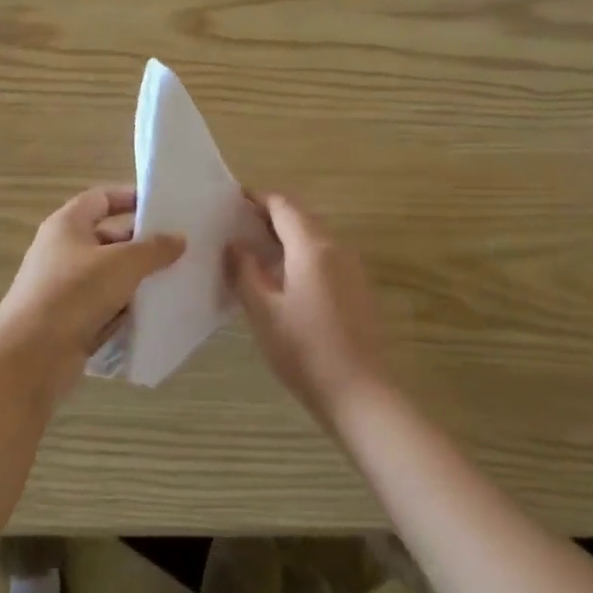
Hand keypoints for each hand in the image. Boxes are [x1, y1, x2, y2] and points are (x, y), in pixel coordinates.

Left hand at [0, 186, 184, 391]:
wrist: (29, 357)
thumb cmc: (74, 294)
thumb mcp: (122, 264)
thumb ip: (154, 249)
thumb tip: (179, 238)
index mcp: (67, 225)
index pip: (101, 198)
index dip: (130, 198)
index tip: (163, 206)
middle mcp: (62, 251)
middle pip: (108, 238)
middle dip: (142, 244)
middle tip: (180, 249)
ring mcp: (64, 287)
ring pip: (109, 275)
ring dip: (137, 279)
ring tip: (176, 281)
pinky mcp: (69, 320)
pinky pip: (104, 306)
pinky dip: (126, 308)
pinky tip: (155, 314)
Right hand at [229, 194, 388, 426]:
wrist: (360, 393)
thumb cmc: (305, 349)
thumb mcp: (263, 311)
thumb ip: (244, 272)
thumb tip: (234, 245)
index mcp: (312, 246)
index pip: (283, 205)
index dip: (257, 199)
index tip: (232, 202)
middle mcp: (336, 248)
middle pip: (300, 218)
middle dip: (268, 218)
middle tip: (236, 228)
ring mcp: (351, 268)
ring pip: (313, 238)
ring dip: (284, 238)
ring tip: (252, 254)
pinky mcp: (356, 289)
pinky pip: (323, 258)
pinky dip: (299, 256)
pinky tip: (280, 280)